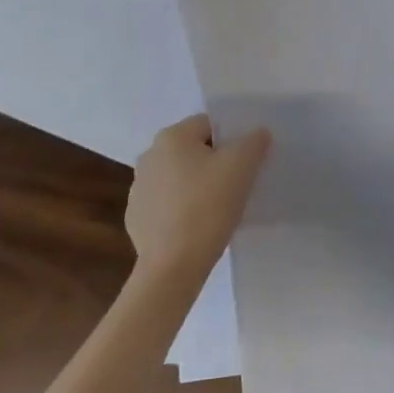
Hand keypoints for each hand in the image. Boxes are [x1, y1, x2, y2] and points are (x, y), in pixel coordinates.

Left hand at [125, 115, 269, 275]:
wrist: (172, 268)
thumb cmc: (207, 206)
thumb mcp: (242, 166)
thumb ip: (254, 141)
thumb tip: (257, 134)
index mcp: (171, 137)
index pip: (210, 125)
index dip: (232, 140)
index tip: (246, 162)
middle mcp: (149, 156)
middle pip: (194, 150)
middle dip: (215, 162)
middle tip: (237, 183)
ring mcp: (138, 189)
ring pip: (180, 176)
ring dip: (198, 185)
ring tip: (219, 207)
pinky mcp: (136, 218)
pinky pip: (168, 203)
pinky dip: (183, 208)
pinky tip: (198, 226)